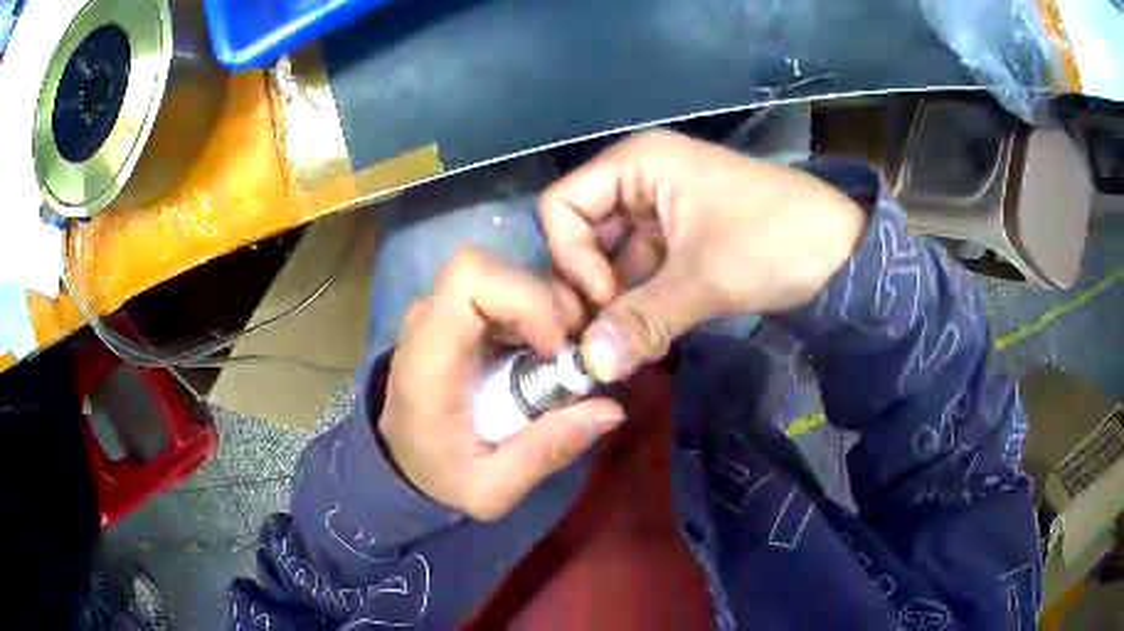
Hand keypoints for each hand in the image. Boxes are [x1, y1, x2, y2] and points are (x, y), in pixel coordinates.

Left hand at [378, 250, 624, 520]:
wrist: (403, 462)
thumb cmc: (439, 475)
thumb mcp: (491, 488)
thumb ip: (545, 453)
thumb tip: (612, 410)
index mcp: (428, 356)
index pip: (470, 278)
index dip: (525, 297)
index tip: (556, 347)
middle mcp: (429, 320)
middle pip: (491, 268)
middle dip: (546, 299)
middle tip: (577, 348)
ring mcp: (441, 312)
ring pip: (503, 274)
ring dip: (547, 305)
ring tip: (567, 353)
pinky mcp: (457, 315)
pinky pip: (503, 291)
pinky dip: (537, 310)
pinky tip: (550, 349)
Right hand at [540, 130, 866, 381]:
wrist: (845, 250)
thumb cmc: (776, 241)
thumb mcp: (706, 279)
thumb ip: (641, 321)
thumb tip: (589, 368)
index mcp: (638, 163)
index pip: (562, 205)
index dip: (570, 255)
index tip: (602, 299)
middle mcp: (641, 178)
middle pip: (581, 231)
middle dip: (589, 283)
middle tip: (606, 333)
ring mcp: (661, 208)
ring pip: (611, 254)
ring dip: (615, 298)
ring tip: (628, 339)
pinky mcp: (681, 237)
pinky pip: (641, 267)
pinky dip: (639, 299)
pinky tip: (648, 330)